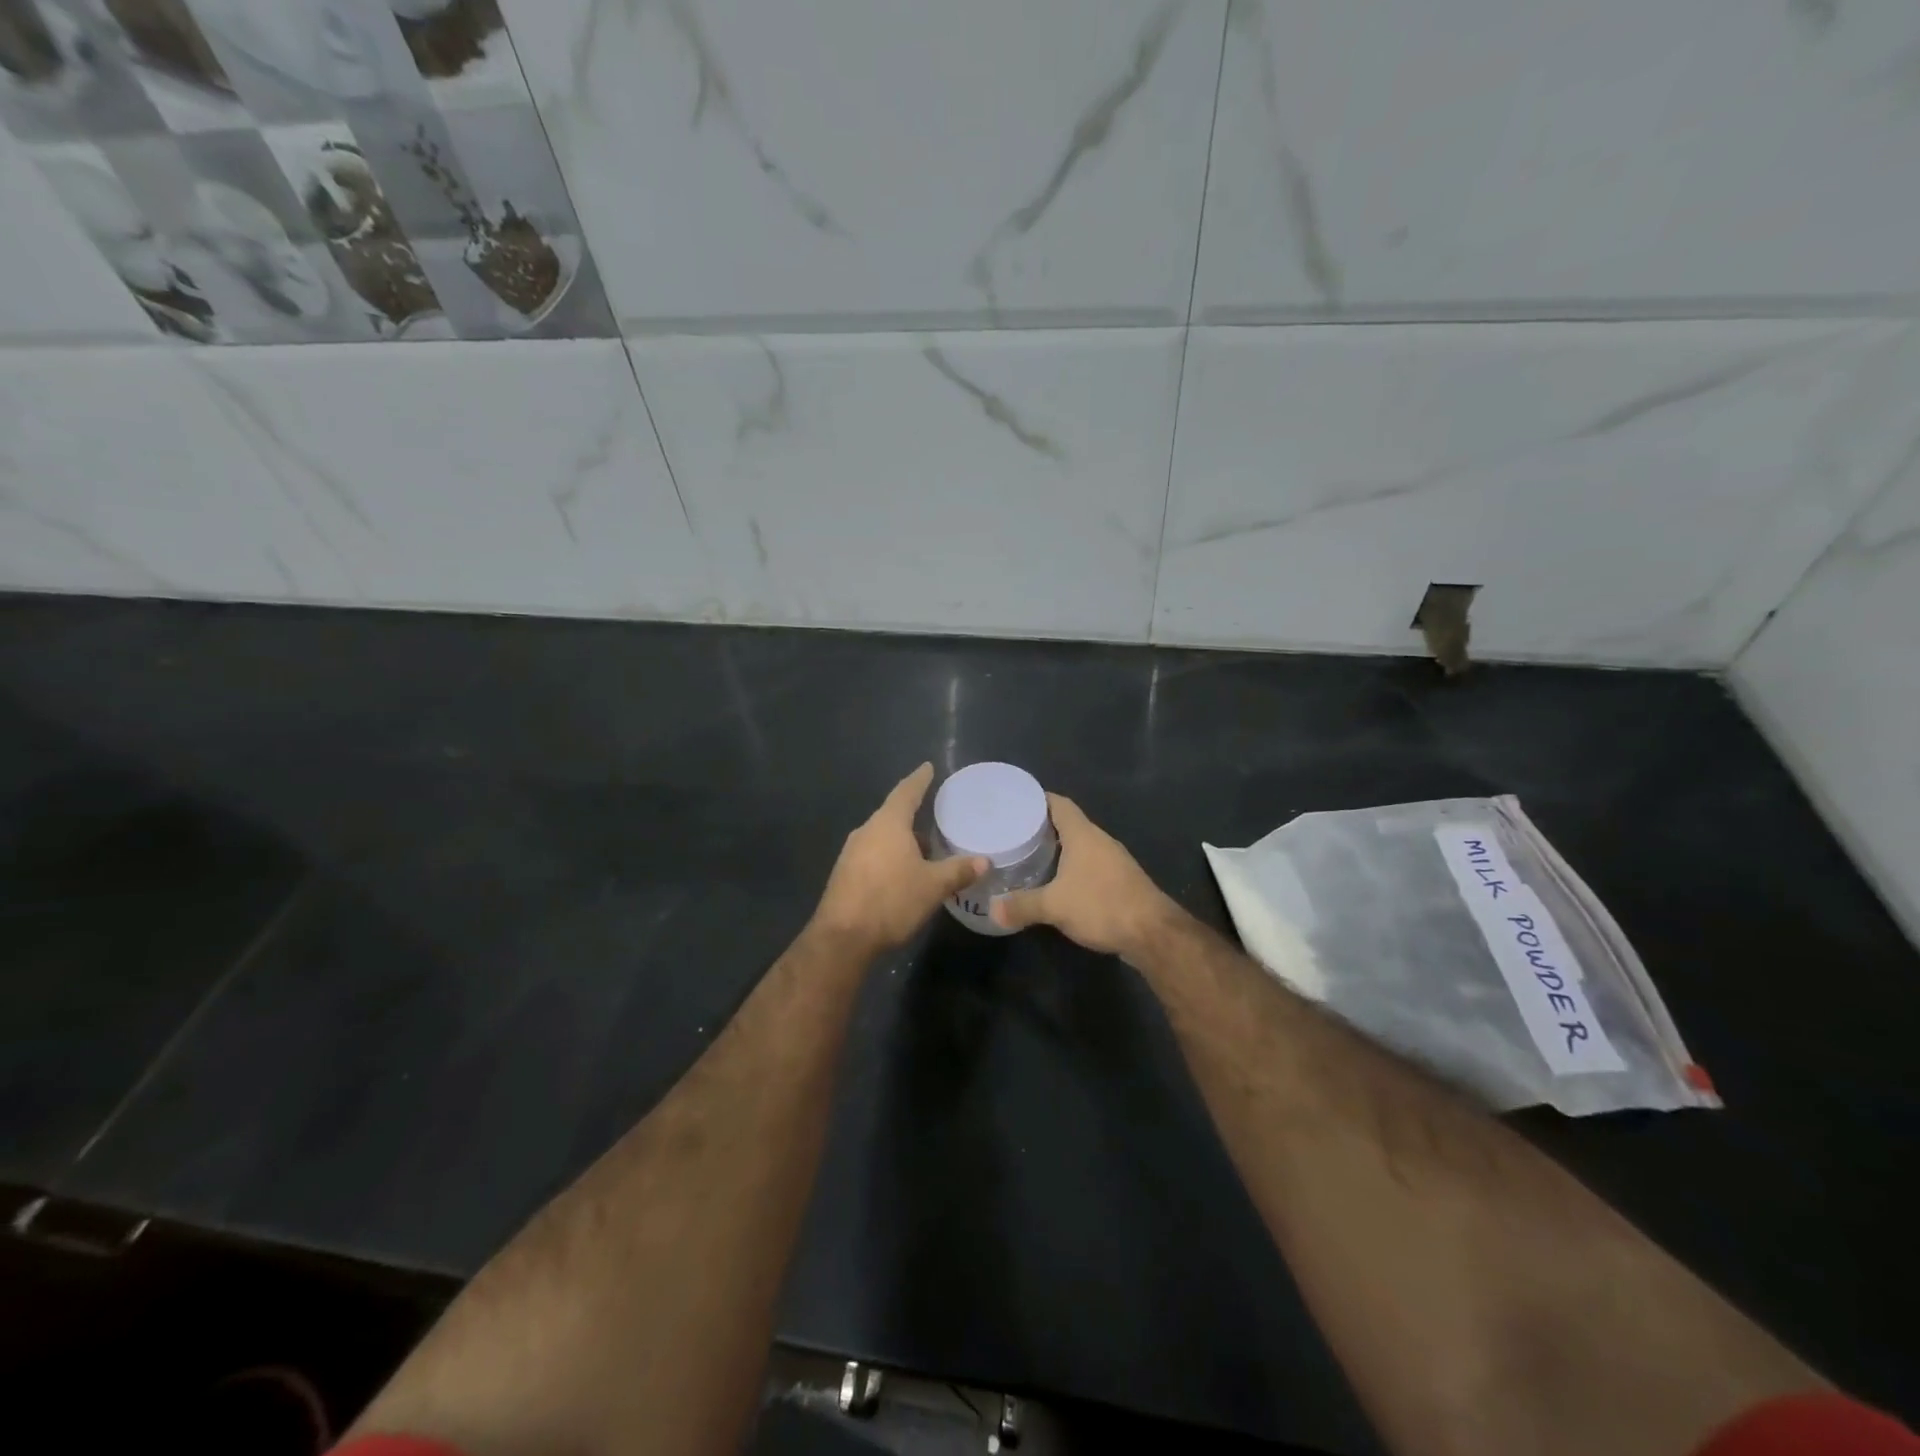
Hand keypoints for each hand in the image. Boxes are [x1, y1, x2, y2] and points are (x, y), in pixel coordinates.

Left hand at [812, 763, 987, 955]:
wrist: (842, 938)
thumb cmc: (891, 901)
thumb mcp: (933, 886)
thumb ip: (958, 871)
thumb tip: (984, 861)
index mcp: (887, 824)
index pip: (906, 792)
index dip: (919, 779)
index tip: (928, 768)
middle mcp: (866, 832)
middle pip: (893, 816)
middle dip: (914, 817)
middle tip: (936, 818)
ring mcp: (851, 854)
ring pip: (883, 838)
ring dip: (903, 842)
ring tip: (926, 850)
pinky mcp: (845, 875)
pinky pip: (873, 856)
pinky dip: (891, 858)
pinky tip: (904, 874)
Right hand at [991, 793, 1178, 957]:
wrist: (1152, 933)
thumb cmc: (1102, 905)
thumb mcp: (1054, 906)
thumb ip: (1022, 906)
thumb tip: (993, 910)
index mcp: (1083, 835)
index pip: (1059, 804)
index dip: (1038, 799)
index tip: (1015, 802)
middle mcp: (1100, 841)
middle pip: (1069, 823)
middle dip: (1043, 826)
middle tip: (1015, 832)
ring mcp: (1113, 861)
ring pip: (1080, 846)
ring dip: (1059, 849)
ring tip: (1031, 856)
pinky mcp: (1121, 881)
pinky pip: (1090, 865)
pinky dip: (1072, 868)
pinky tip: (1057, 883)